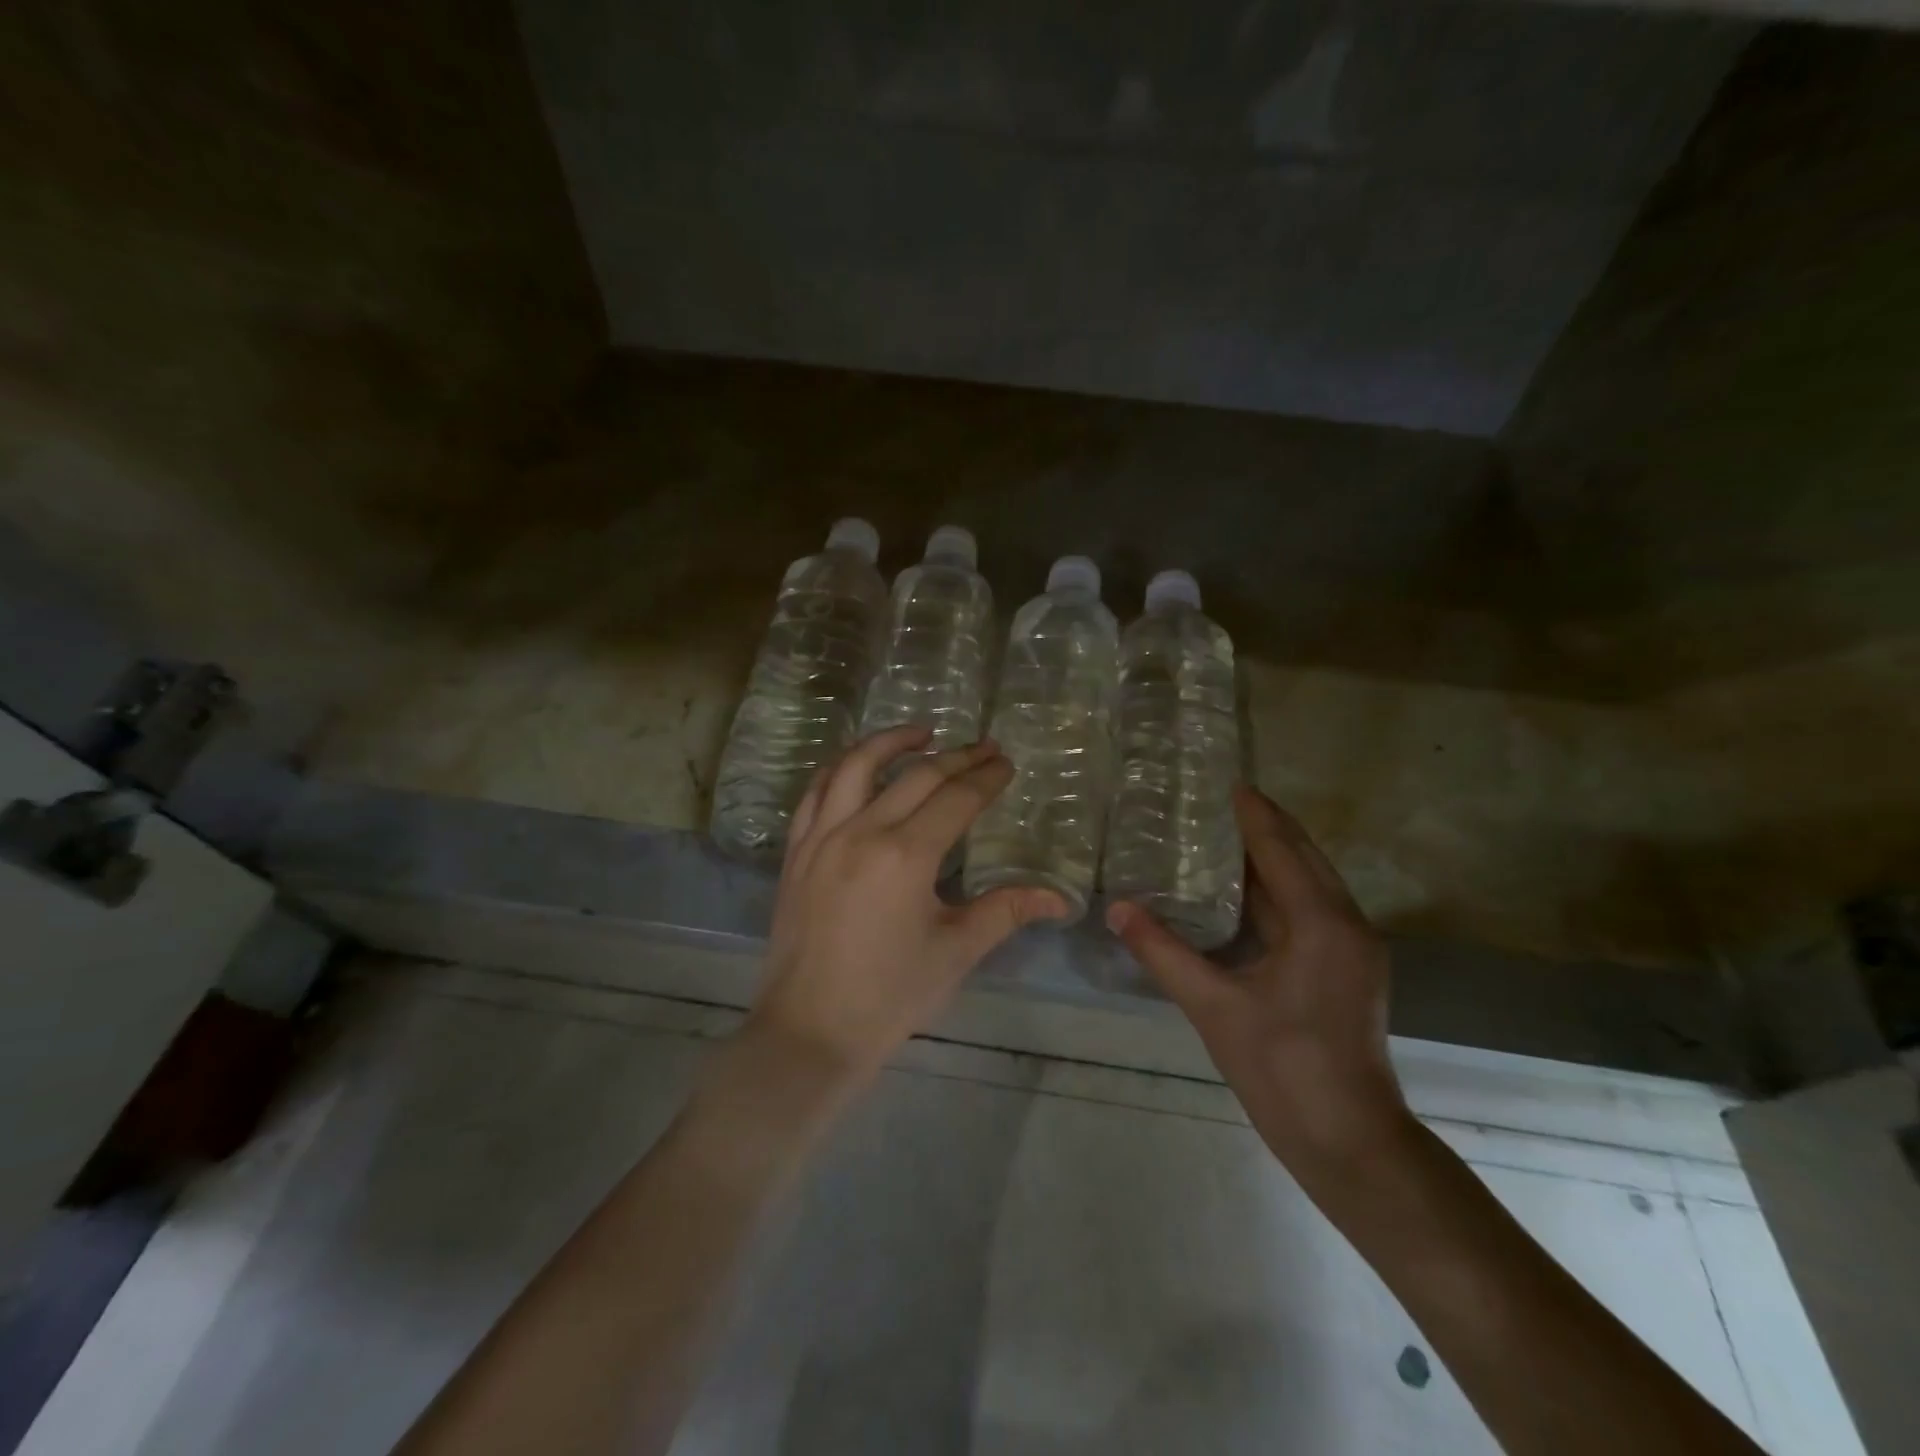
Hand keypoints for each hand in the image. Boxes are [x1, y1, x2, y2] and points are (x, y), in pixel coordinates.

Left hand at [749, 726, 1068, 1088]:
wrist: (810, 1030)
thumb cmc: (890, 996)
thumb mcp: (956, 951)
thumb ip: (1006, 911)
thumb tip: (1061, 899)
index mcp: (906, 856)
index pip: (956, 799)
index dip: (986, 778)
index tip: (1006, 763)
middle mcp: (861, 832)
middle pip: (915, 775)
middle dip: (956, 757)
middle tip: (984, 748)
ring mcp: (821, 838)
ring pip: (855, 766)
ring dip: (891, 741)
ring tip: (922, 732)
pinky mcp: (796, 851)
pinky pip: (816, 792)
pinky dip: (842, 768)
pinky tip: (859, 767)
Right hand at [1106, 785, 1408, 1175]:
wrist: (1349, 1141)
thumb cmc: (1283, 1069)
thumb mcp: (1214, 1007)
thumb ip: (1163, 952)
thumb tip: (1117, 908)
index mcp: (1320, 922)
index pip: (1281, 848)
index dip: (1252, 813)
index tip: (1223, 781)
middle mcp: (1346, 923)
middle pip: (1303, 855)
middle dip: (1265, 825)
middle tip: (1215, 801)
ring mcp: (1353, 947)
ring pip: (1310, 881)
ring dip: (1273, 855)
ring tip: (1221, 835)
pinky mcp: (1348, 967)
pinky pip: (1311, 907)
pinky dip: (1278, 887)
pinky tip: (1241, 891)